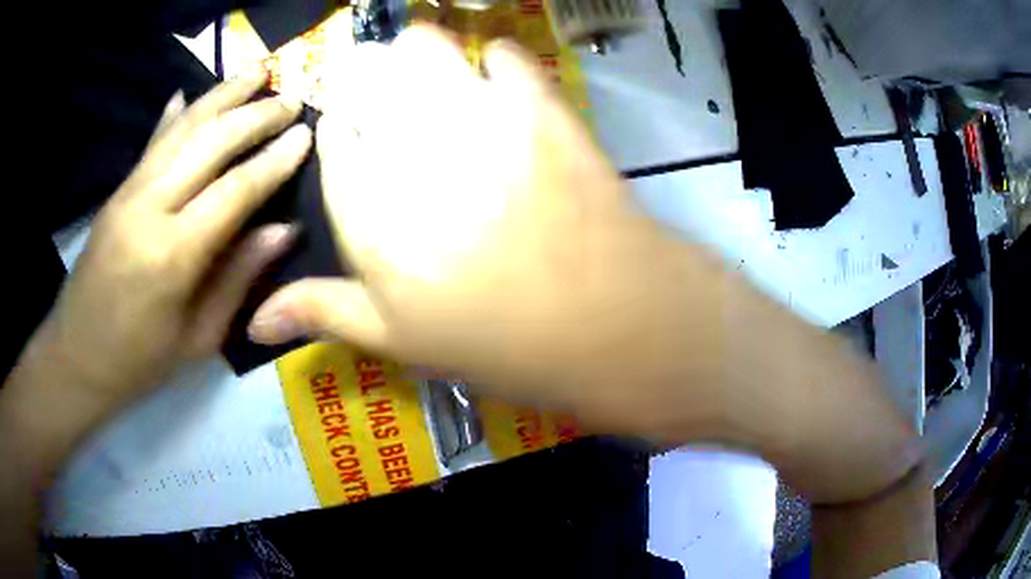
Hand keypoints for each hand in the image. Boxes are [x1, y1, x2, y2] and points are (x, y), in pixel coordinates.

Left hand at [41, 72, 311, 407]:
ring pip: (182, 128)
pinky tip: (188, 93)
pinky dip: (174, 115)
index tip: (306, 134)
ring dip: (221, 95)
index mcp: (173, 255)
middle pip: (210, 142)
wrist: (76, 358)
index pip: (235, 190)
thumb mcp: (198, 338)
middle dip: (255, 115)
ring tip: (255, 72)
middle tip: (291, 99)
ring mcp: (128, 193)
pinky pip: (152, 143)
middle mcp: (150, 208)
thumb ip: (239, 277)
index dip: (275, 159)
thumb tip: (284, 229)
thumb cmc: (140, 362)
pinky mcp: (116, 192)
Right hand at [247, 26, 672, 412]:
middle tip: (391, 106)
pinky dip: (496, 62)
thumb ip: (322, 311)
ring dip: (418, 56)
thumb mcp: (399, 338)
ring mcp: (477, 111)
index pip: (333, 137)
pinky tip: (499, 86)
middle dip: (370, 81)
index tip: (353, 135)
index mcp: (365, 203)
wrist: (609, 319)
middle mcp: (407, 142)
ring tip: (430, 83)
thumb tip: (255, 321)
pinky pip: (506, 55)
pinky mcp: (539, 102)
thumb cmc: (498, 341)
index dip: (342, 130)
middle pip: (369, 75)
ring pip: (424, 47)